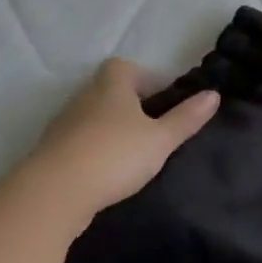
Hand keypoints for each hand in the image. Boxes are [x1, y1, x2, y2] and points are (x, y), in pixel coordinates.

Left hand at [17, 60, 219, 226]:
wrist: (51, 196)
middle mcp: (83, 99)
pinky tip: (104, 172)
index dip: (142, 77)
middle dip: (127, 104)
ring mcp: (61, 127)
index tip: (159, 98)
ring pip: (89, 117)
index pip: (123, 66)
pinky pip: (75, 143)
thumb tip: (214, 94)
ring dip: (107, 129)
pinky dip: (90, 151)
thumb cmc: (114, 156)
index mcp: (111, 87)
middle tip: (150, 127)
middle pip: (106, 91)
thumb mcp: (160, 139)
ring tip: (129, 152)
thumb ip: (186, 118)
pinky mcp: (48, 155)